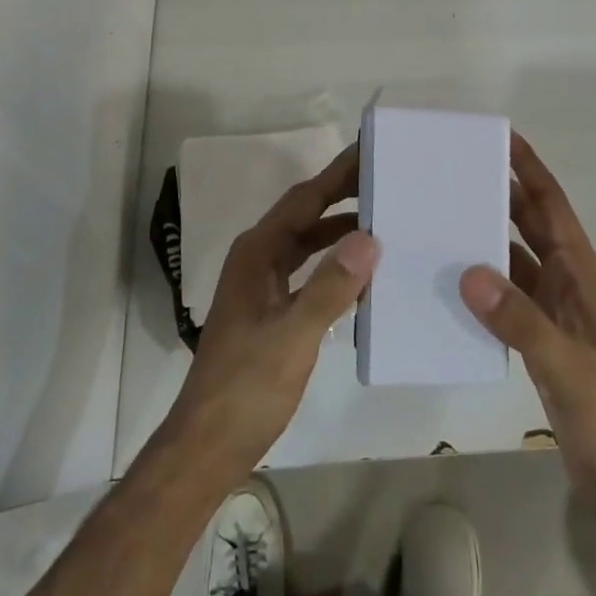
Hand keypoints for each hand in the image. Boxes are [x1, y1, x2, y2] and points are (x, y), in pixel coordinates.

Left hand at [164, 145, 379, 479]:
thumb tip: (369, 236)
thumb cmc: (247, 387)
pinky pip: (307, 271)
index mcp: (257, 253)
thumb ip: (331, 287)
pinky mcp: (270, 309)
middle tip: (386, 179)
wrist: (209, 445)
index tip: (369, 150)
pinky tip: (362, 273)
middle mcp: (258, 258)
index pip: (304, 200)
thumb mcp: (293, 336)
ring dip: (339, 230)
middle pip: (305, 215)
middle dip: (342, 196)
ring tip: (383, 218)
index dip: (336, 175)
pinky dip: (333, 264)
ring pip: (306, 243)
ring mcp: (262, 285)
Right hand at [460, 132, 595, 527]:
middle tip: (452, 169)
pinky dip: (481, 286)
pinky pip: (505, 299)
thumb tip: (468, 272)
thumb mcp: (568, 366)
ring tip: (439, 218)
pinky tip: (448, 284)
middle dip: (499, 193)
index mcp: (581, 273)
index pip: (551, 204)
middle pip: (530, 224)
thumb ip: (520, 320)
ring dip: (485, 239)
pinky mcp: (540, 341)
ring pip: (514, 260)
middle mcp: (567, 282)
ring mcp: (554, 312)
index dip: (528, 168)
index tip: (499, 135)